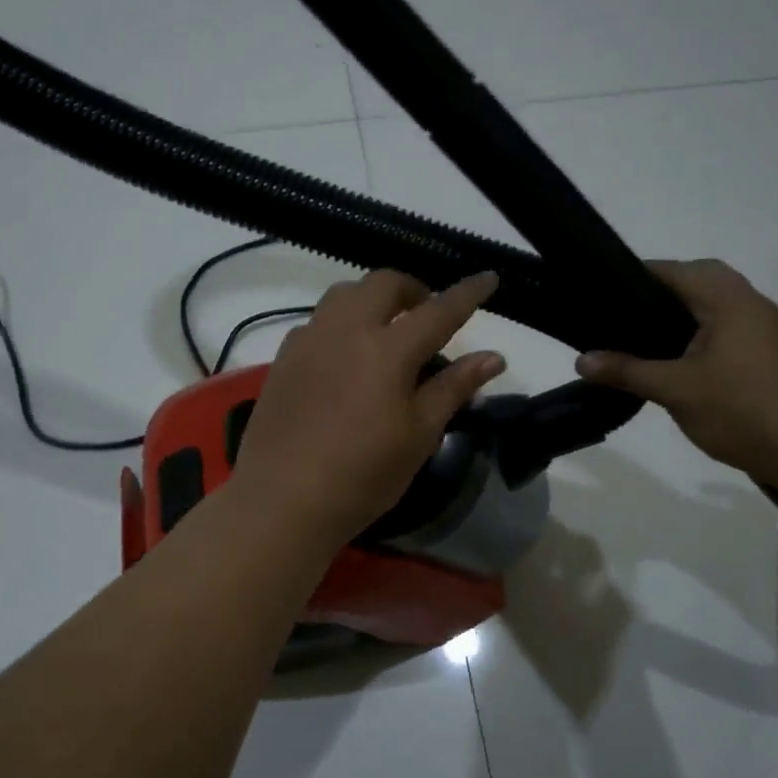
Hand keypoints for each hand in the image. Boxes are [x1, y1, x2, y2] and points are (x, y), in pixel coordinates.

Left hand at [231, 270, 505, 547]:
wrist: (283, 500)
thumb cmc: (363, 474)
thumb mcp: (419, 435)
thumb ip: (453, 388)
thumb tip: (494, 357)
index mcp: (388, 349)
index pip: (438, 310)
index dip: (467, 293)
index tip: (488, 278)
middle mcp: (346, 330)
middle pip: (383, 284)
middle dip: (413, 288)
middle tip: (427, 312)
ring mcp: (308, 341)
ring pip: (344, 294)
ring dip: (373, 298)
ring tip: (385, 327)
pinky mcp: (283, 358)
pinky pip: (317, 320)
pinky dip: (341, 321)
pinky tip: (345, 353)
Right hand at [575, 259, 777, 477]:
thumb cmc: (742, 409)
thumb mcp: (675, 390)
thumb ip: (627, 371)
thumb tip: (582, 360)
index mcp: (729, 299)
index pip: (674, 271)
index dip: (636, 276)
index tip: (601, 292)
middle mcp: (751, 304)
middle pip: (698, 283)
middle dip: (660, 295)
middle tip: (621, 319)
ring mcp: (766, 330)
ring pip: (714, 309)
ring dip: (682, 318)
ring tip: (641, 342)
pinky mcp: (771, 356)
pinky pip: (726, 332)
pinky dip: (699, 338)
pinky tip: (678, 365)